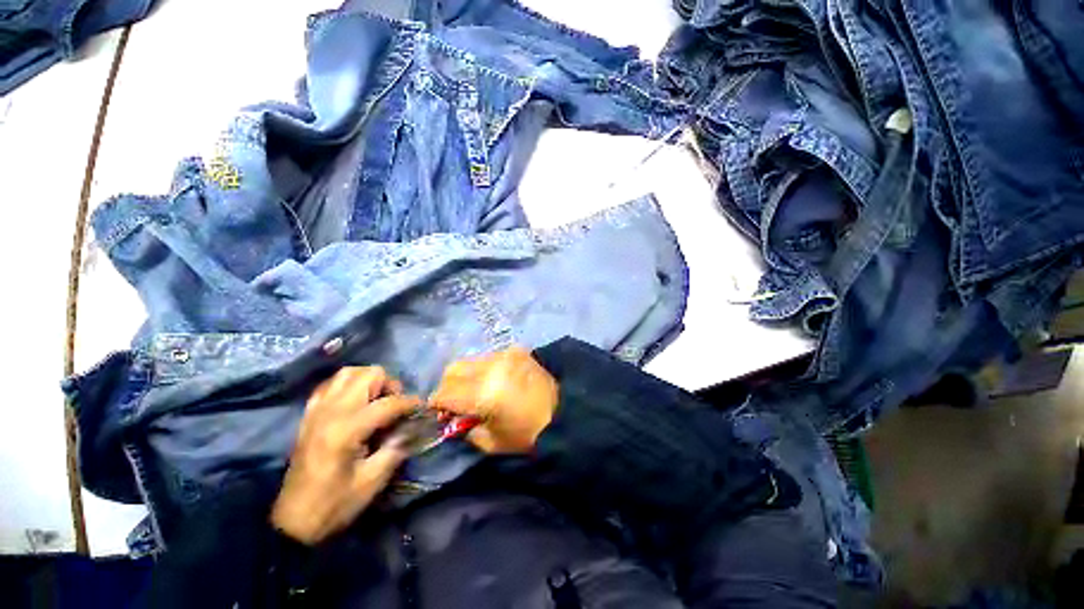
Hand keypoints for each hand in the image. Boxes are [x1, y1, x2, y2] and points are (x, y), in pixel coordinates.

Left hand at [271, 367, 418, 544]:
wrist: (292, 522)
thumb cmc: (335, 504)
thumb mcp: (372, 481)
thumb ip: (396, 447)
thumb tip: (413, 426)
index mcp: (347, 430)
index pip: (389, 403)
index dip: (411, 403)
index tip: (423, 408)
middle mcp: (332, 412)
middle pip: (369, 375)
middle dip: (390, 385)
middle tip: (396, 404)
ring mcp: (317, 411)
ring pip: (348, 373)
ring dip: (369, 381)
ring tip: (377, 399)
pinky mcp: (309, 415)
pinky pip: (330, 385)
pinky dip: (347, 385)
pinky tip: (355, 401)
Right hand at [430, 347, 557, 453]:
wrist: (565, 412)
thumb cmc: (528, 434)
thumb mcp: (492, 443)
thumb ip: (466, 429)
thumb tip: (453, 417)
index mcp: (484, 393)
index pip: (446, 392)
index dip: (436, 403)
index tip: (437, 412)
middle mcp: (491, 367)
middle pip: (453, 369)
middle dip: (447, 386)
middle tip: (453, 401)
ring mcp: (505, 355)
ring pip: (470, 360)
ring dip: (465, 375)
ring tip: (474, 390)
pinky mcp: (516, 350)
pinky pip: (489, 356)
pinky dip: (484, 368)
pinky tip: (494, 380)